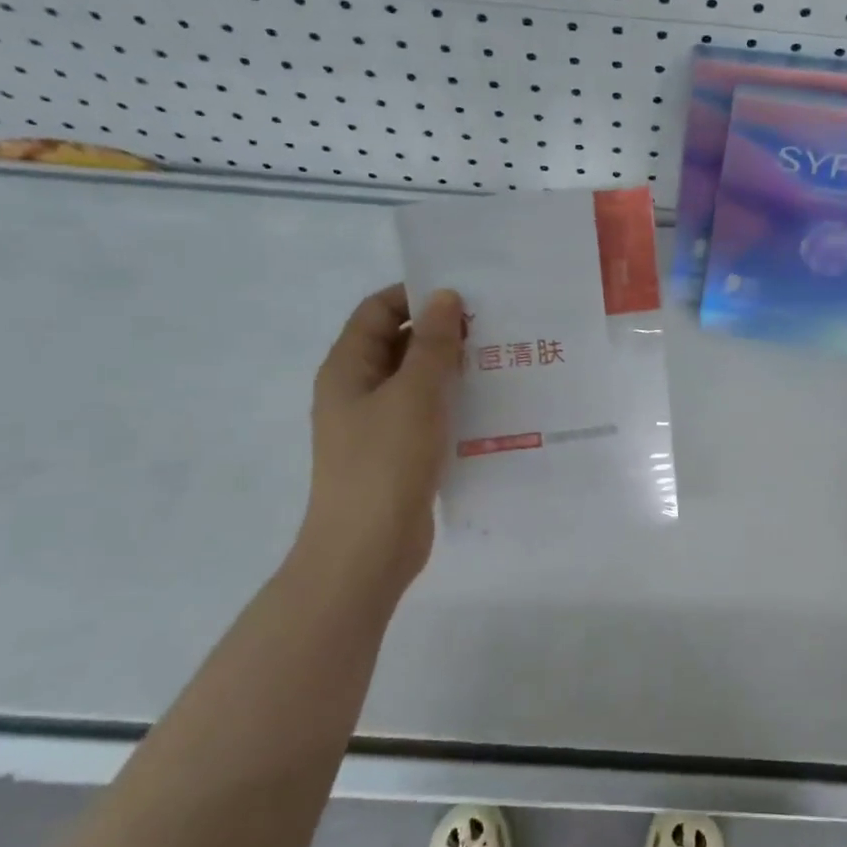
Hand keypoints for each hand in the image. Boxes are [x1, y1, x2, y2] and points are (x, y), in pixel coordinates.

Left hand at [296, 284, 463, 595]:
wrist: (366, 551)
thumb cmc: (385, 463)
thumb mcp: (414, 394)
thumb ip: (432, 344)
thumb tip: (444, 296)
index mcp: (348, 368)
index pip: (378, 311)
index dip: (416, 296)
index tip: (465, 296)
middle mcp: (357, 390)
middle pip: (398, 344)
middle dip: (441, 333)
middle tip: (492, 327)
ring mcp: (376, 425)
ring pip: (415, 381)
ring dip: (450, 369)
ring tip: (498, 361)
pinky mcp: (396, 454)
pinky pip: (425, 414)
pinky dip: (451, 403)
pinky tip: (487, 405)